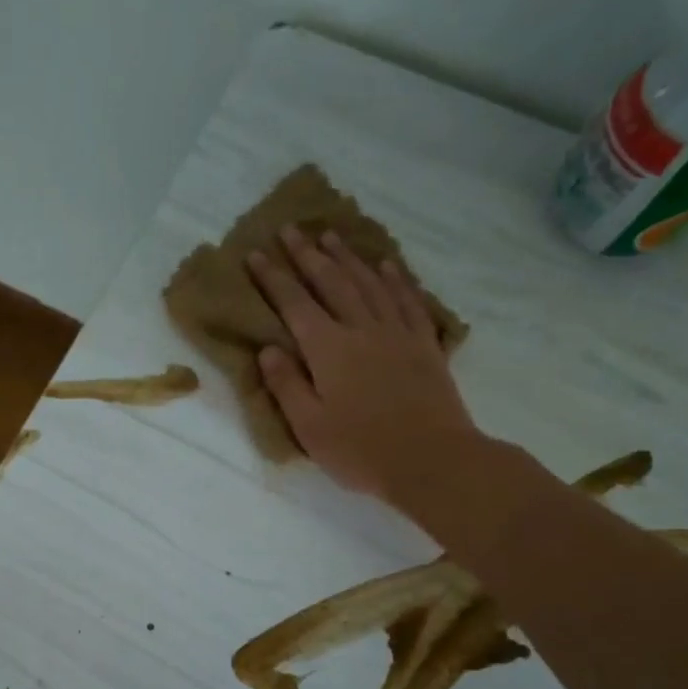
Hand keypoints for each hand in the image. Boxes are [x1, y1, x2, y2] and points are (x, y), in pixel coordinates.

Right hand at [248, 225, 478, 503]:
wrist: (432, 459)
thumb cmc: (361, 450)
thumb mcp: (309, 427)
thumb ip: (287, 385)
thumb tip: (268, 349)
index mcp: (328, 350)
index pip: (294, 304)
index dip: (273, 278)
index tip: (256, 253)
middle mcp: (362, 329)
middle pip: (331, 282)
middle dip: (307, 254)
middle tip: (290, 229)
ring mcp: (397, 333)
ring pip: (369, 283)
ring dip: (348, 257)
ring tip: (331, 236)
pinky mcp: (424, 344)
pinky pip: (408, 300)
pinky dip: (395, 278)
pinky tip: (386, 265)